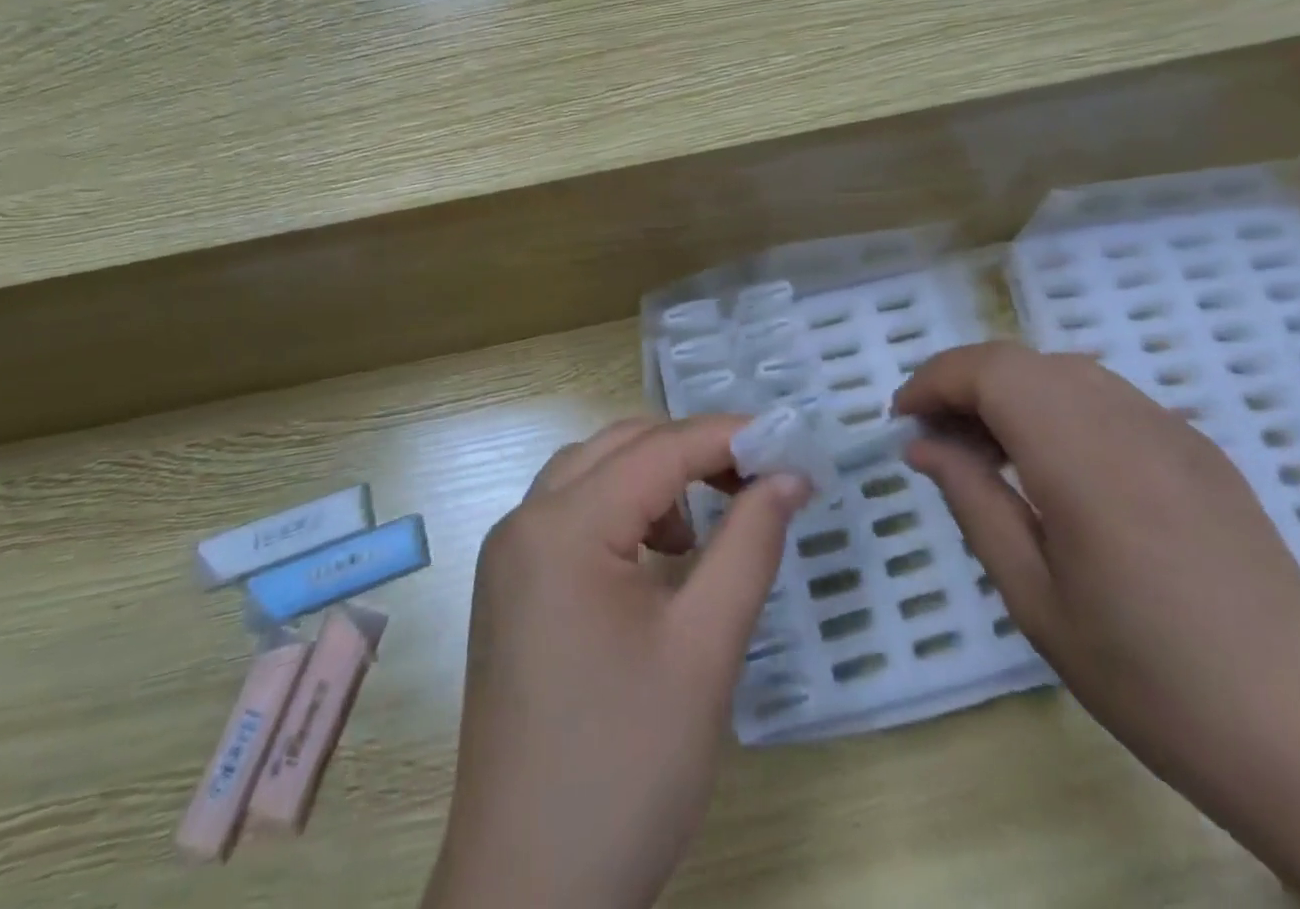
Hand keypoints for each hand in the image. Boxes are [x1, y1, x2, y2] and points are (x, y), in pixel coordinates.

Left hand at [424, 415, 809, 908]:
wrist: (529, 896)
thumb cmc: (625, 767)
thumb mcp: (706, 648)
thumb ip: (751, 544)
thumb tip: (790, 477)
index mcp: (562, 527)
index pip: (659, 449)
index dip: (730, 436)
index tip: (791, 445)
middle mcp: (524, 522)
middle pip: (619, 447)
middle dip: (691, 451)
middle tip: (757, 481)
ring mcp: (508, 556)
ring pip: (592, 473)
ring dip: (655, 479)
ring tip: (704, 530)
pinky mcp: (510, 590)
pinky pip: (572, 515)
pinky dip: (622, 511)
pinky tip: (657, 560)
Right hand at [895, 343, 1299, 807]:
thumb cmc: (1149, 679)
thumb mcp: (1033, 597)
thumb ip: (972, 501)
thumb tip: (922, 445)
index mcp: (1084, 459)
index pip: (990, 371)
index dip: (935, 381)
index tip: (904, 421)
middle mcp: (1130, 423)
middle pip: (1023, 361)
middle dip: (965, 384)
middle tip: (939, 441)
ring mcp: (1174, 431)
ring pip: (1066, 372)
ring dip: (1012, 393)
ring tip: (992, 454)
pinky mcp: (1202, 450)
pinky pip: (1110, 399)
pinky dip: (1060, 408)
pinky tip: (1059, 469)